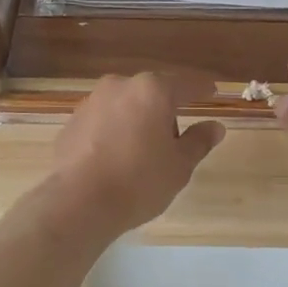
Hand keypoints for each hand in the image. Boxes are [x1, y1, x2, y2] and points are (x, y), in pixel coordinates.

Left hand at [46, 74, 225, 239]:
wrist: (77, 202)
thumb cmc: (138, 181)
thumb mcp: (179, 165)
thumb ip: (199, 141)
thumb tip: (215, 126)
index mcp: (152, 90)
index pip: (186, 85)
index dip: (203, 90)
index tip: (213, 91)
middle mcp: (120, 86)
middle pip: (153, 94)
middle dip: (166, 111)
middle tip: (175, 142)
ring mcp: (92, 102)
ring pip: (126, 106)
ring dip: (138, 121)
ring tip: (143, 155)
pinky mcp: (72, 122)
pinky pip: (104, 122)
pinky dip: (114, 133)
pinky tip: (116, 159)